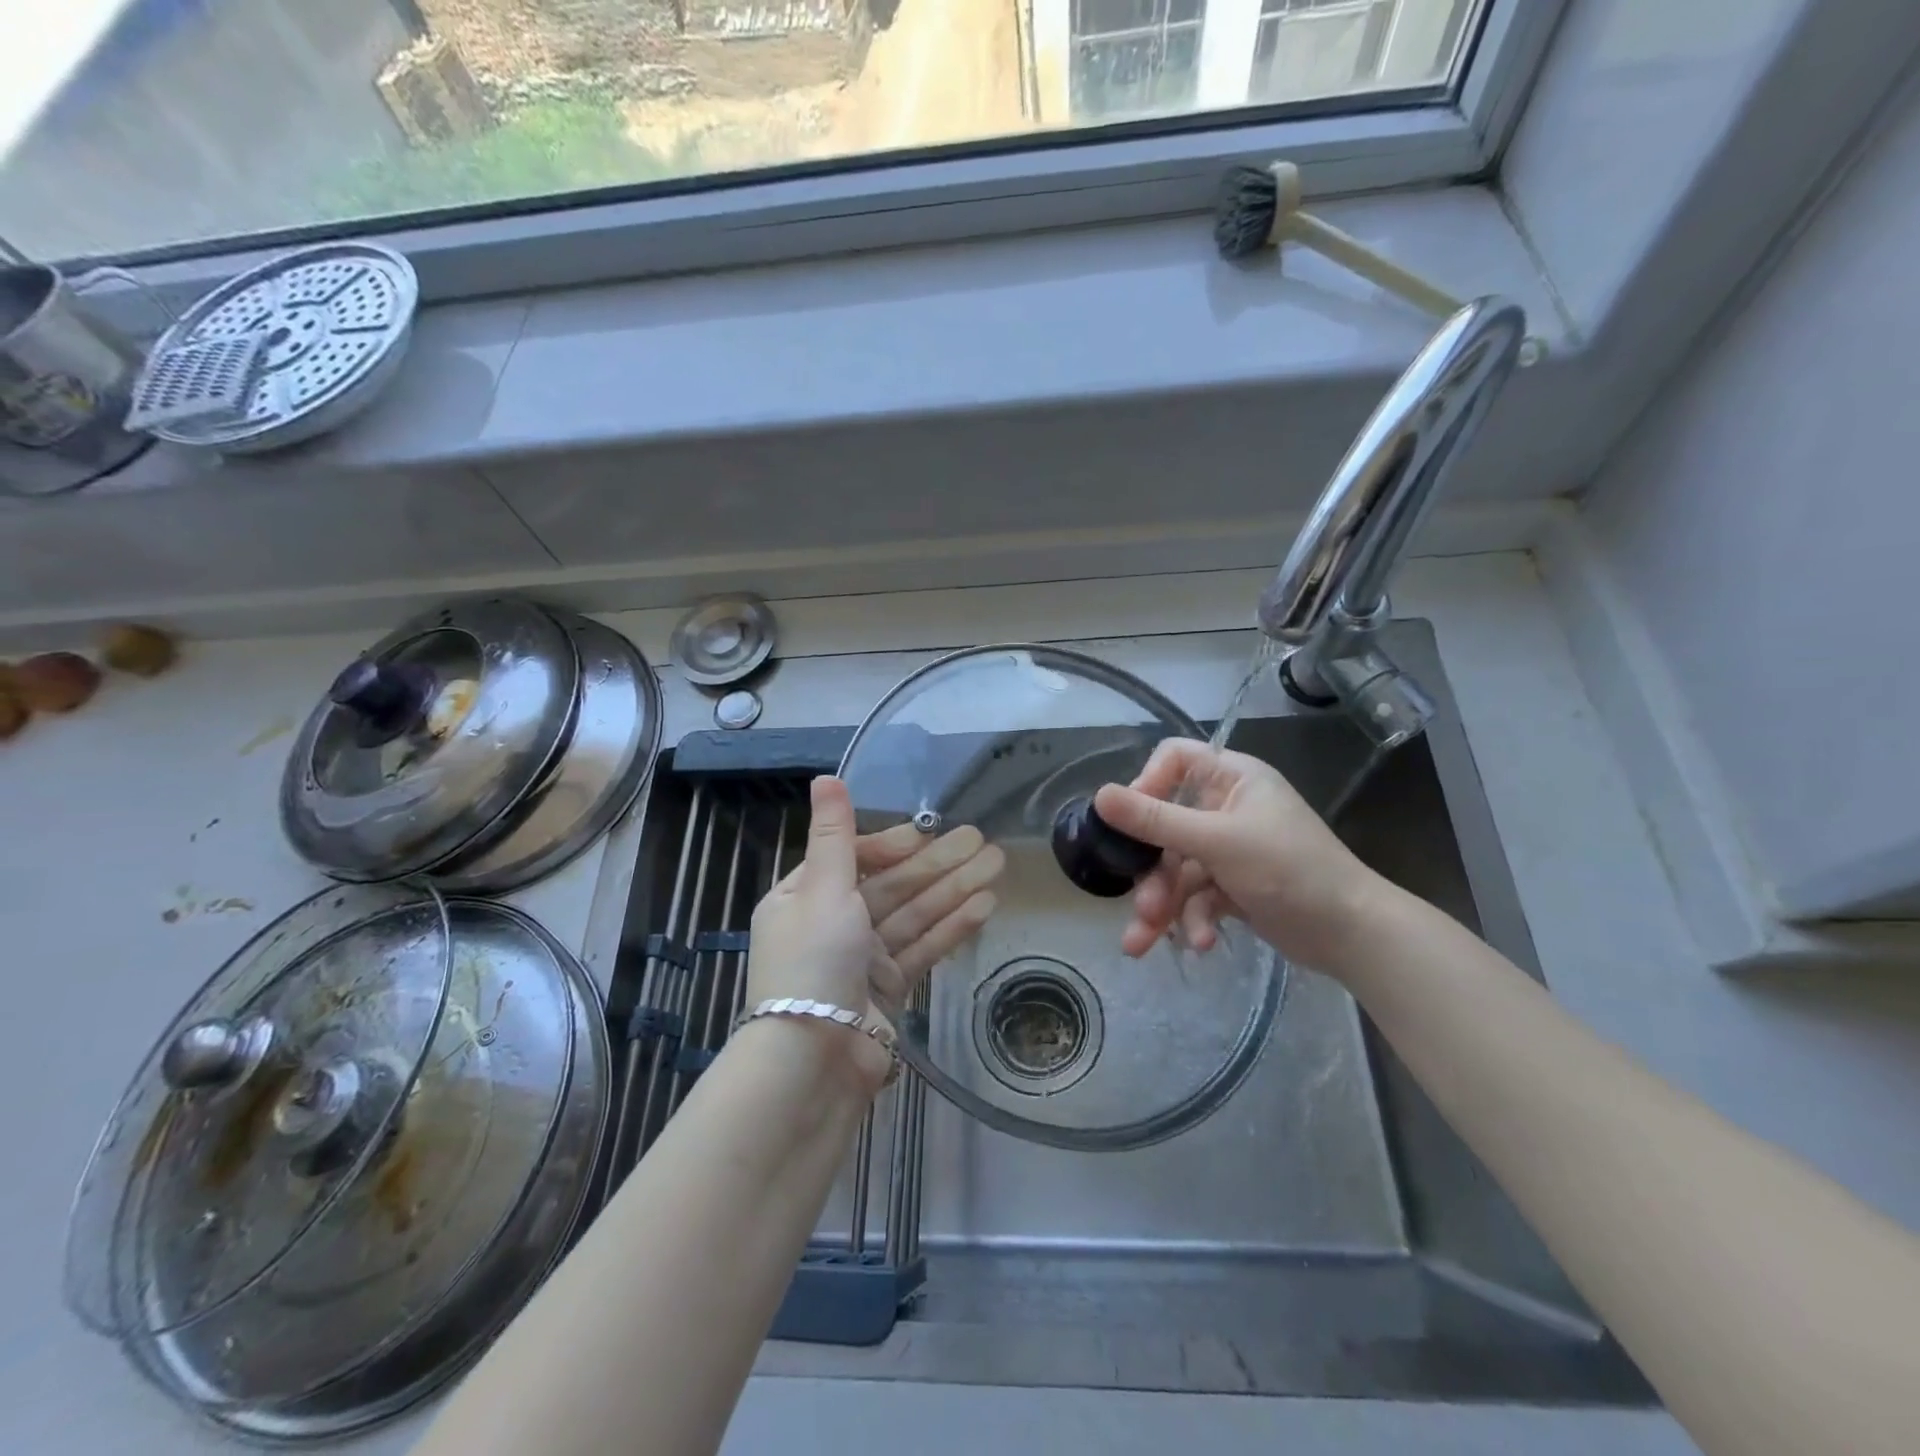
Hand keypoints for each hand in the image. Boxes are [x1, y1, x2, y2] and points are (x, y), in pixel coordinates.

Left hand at [743, 778, 1000, 1091]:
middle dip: (937, 863)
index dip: (892, 844)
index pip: (853, 859)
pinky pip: (923, 947)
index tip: (925, 834)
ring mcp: (863, 959)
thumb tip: (824, 777)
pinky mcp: (888, 990)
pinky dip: (952, 927)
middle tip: (984, 840)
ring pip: (915, 914)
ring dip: (955, 889)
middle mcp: (832, 924)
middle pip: (892, 885)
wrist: (813, 1062)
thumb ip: (833, 833)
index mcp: (803, 898)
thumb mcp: (821, 887)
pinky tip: (985, 905)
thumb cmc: (813, 960)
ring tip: (997, 864)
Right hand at [1092, 739, 1381, 972]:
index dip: (1146, 785)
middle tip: (1140, 906)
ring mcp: (1230, 848)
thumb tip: (1099, 796)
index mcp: (1232, 778)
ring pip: (1177, 869)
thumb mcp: (1217, 842)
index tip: (1128, 820)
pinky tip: (1202, 944)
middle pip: (1166, 826)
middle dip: (1152, 872)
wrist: (1353, 935)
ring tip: (1145, 942)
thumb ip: (1156, 821)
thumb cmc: (1290, 870)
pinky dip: (1194, 919)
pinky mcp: (1234, 885)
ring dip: (1164, 905)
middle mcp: (1228, 807)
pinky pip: (1197, 895)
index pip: (1174, 760)